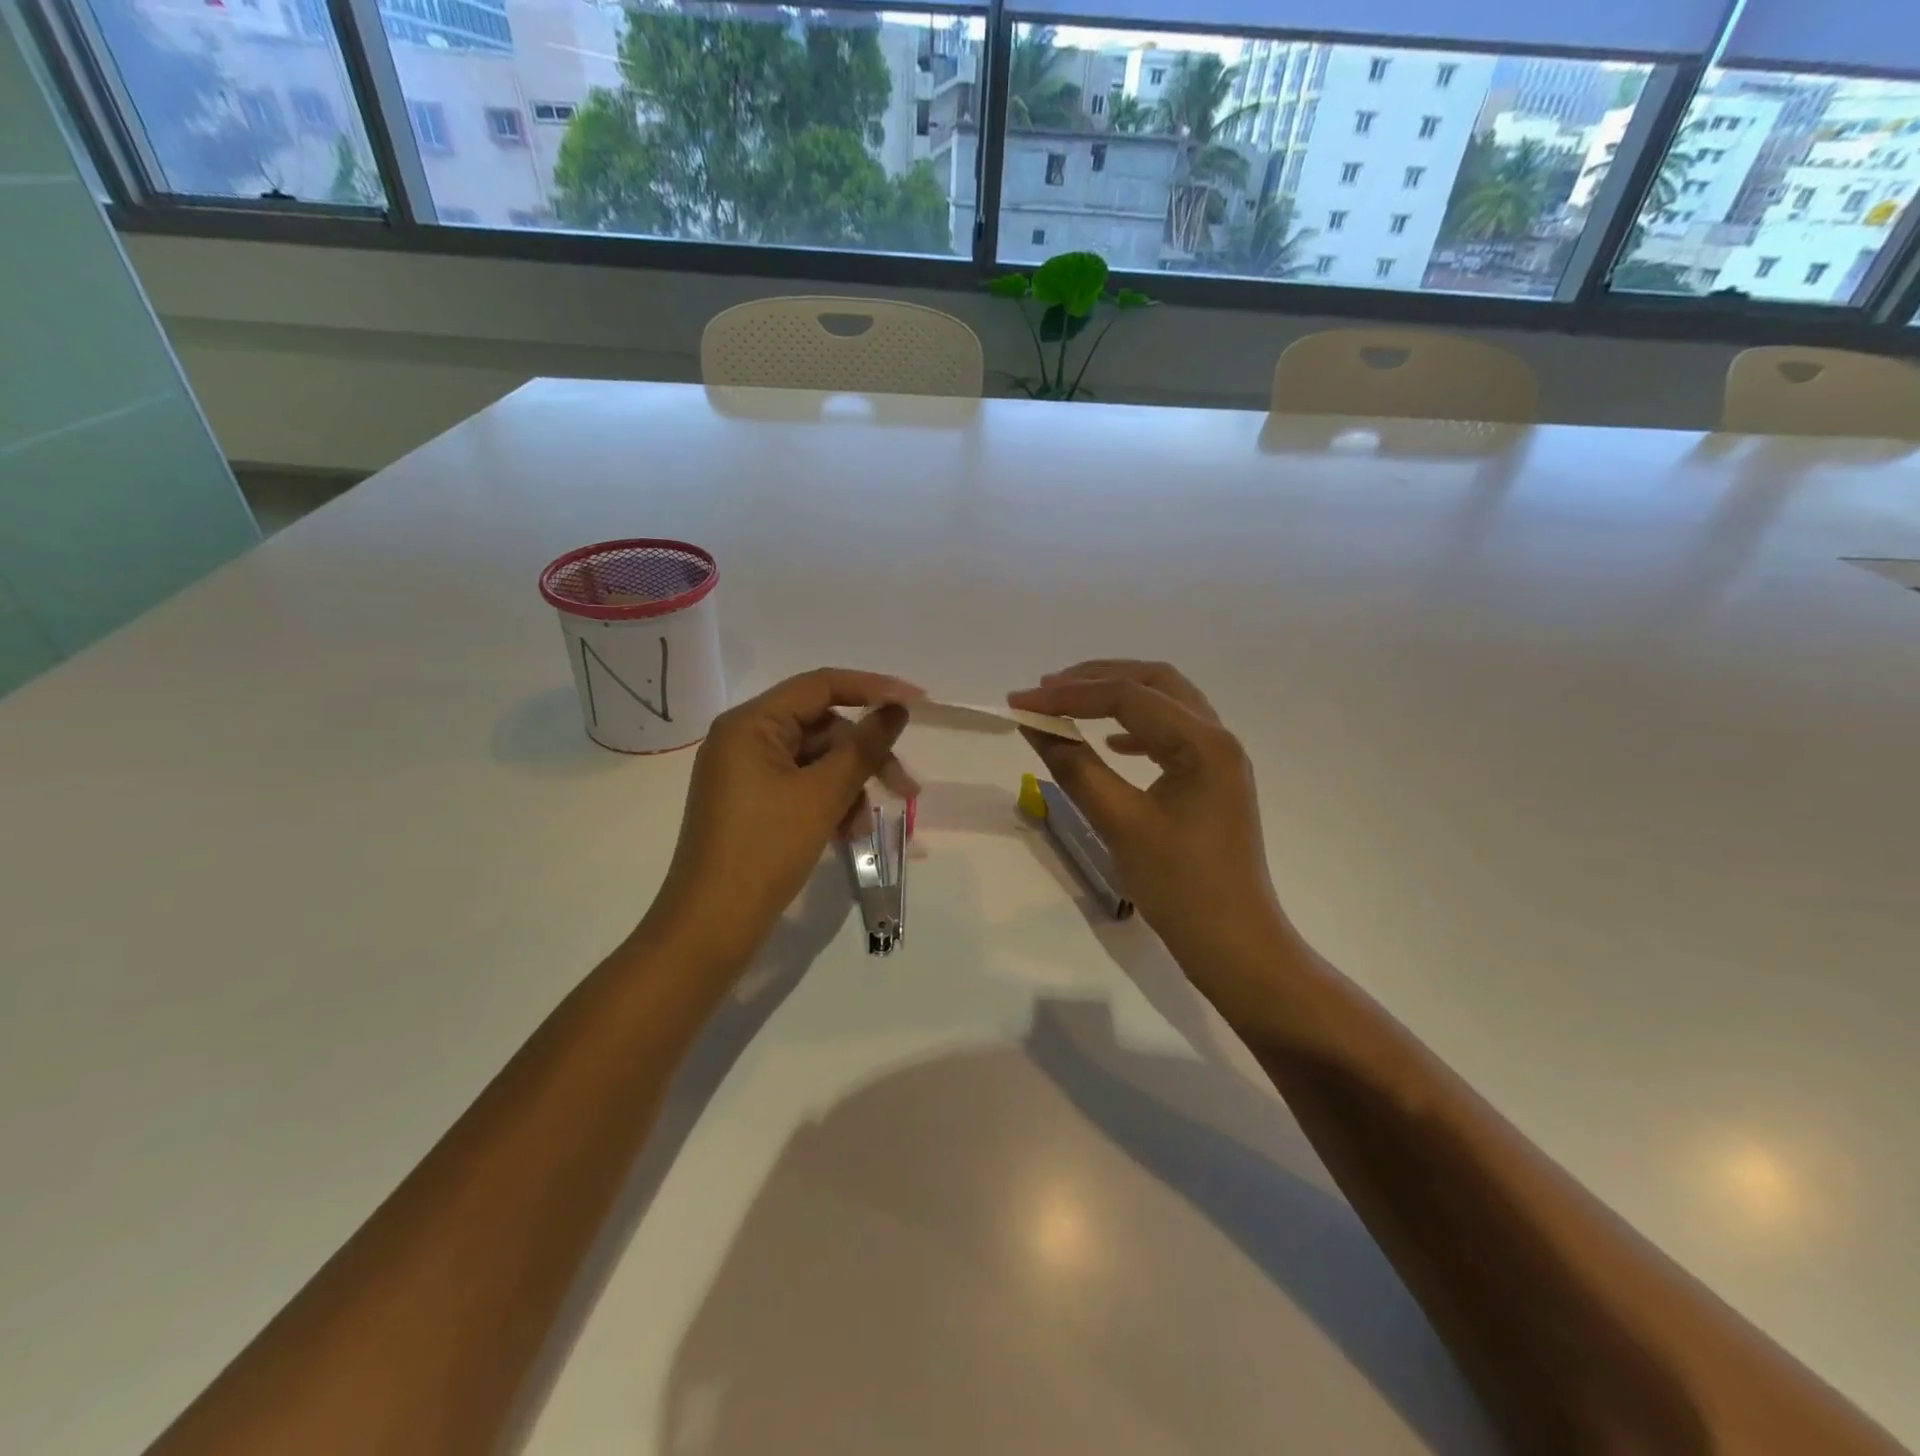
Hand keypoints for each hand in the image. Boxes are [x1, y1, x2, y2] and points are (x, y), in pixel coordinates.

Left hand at [648, 668, 921, 969]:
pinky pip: (801, 787)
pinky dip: (829, 804)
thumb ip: (865, 747)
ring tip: (863, 828)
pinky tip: (846, 836)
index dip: (873, 689)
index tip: (917, 703)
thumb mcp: (823, 795)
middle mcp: (744, 739)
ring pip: (816, 762)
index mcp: (750, 724)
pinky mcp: (752, 804)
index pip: (820, 685)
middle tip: (906, 790)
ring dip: (849, 788)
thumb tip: (897, 709)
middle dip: (865, 757)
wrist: (711, 927)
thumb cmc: (765, 851)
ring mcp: (745, 773)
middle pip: (822, 728)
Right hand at [1008, 661, 1288, 989]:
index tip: (1019, 702)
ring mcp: (1220, 758)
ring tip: (1071, 704)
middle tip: (1047, 688)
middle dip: (1098, 678)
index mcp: (1202, 743)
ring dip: (1118, 697)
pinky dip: (1136, 728)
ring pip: (1166, 703)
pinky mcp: (1212, 779)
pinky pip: (1172, 733)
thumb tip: (1035, 727)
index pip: (1127, 697)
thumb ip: (1075, 767)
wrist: (1235, 944)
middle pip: (1155, 682)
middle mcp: (1218, 737)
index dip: (1068, 695)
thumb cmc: (1179, 886)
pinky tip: (1112, 745)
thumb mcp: (1119, 823)